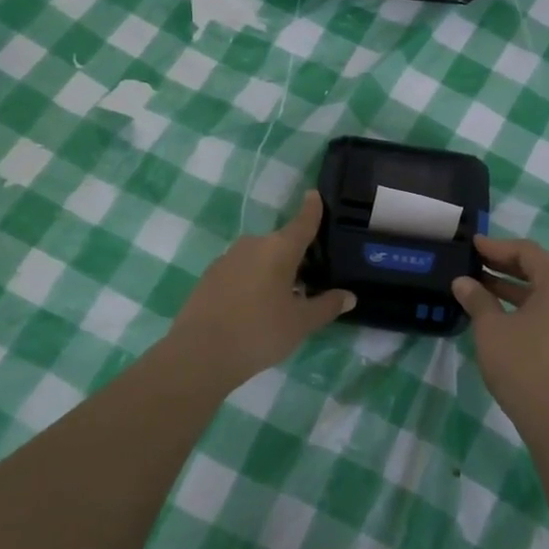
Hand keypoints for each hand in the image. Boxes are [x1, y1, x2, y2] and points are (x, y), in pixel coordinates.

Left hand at [164, 191, 355, 389]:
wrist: (200, 354)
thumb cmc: (259, 332)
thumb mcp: (301, 323)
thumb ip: (326, 306)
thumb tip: (349, 296)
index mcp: (279, 249)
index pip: (302, 223)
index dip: (312, 209)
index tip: (315, 194)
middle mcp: (253, 245)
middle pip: (281, 243)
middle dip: (296, 256)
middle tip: (311, 280)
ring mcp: (227, 259)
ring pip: (260, 258)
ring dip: (273, 270)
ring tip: (284, 299)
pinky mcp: (210, 276)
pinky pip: (241, 270)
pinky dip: (253, 280)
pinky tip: (255, 307)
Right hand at [452, 235, 548, 429]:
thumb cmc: (522, 363)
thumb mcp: (491, 327)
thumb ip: (477, 299)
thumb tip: (463, 282)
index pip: (528, 252)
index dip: (498, 246)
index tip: (474, 246)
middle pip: (537, 271)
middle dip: (504, 266)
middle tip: (474, 265)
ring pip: (540, 295)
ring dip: (510, 288)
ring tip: (479, 289)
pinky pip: (544, 314)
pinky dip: (520, 308)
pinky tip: (496, 317)